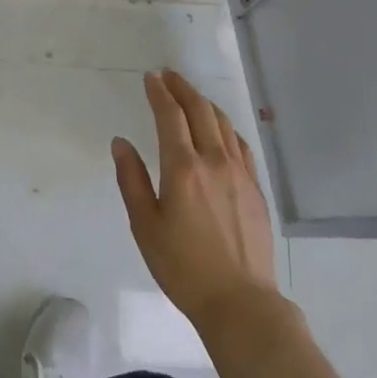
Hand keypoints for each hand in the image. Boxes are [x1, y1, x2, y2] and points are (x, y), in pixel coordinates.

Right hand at [113, 69, 279, 329]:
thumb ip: (131, 180)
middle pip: (200, 110)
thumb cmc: (183, 267)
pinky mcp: (256, 187)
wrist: (240, 301)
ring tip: (191, 96)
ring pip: (223, 123)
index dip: (159, 92)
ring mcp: (240, 172)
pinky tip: (220, 129)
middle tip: (169, 76)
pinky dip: (225, 126)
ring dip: (204, 103)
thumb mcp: (145, 226)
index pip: (170, 116)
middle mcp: (214, 160)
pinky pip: (240, 143)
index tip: (151, 77)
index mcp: (183, 168)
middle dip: (182, 88)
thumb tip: (120, 143)